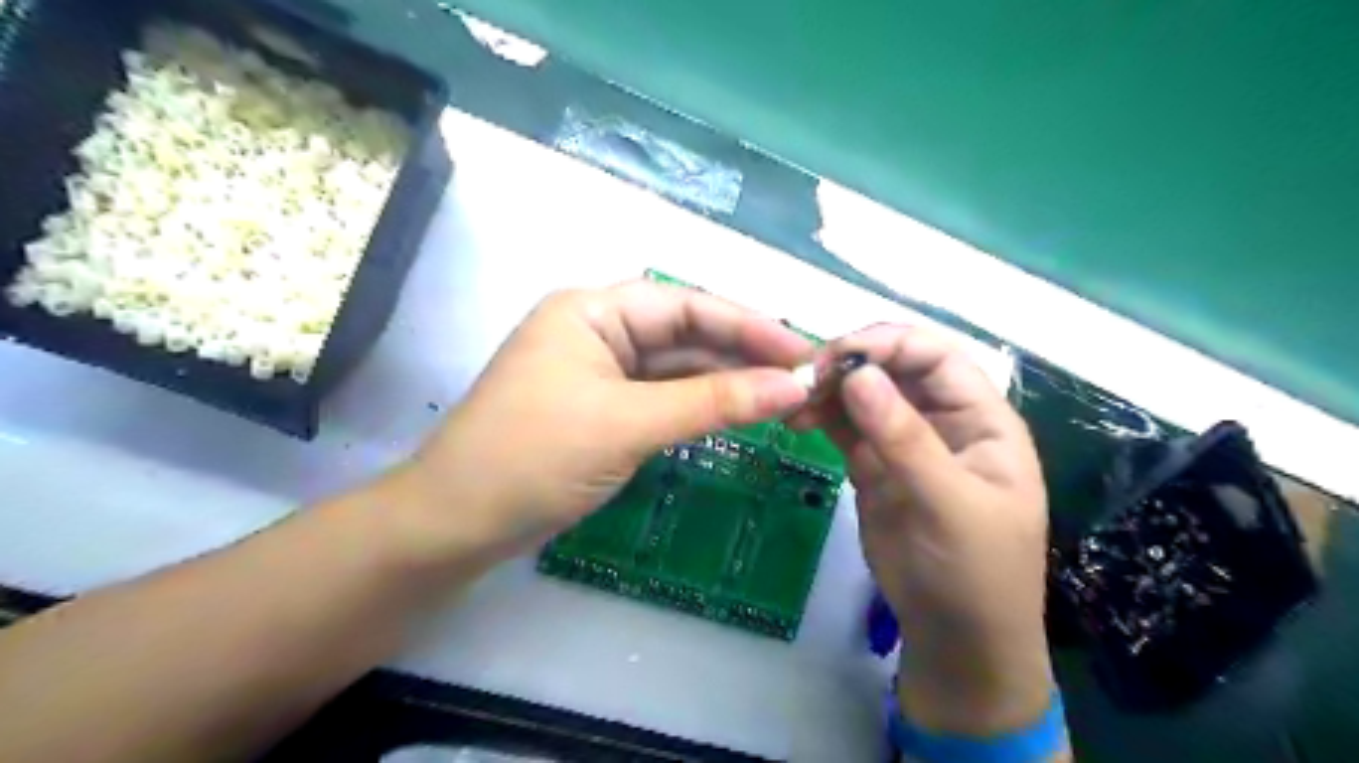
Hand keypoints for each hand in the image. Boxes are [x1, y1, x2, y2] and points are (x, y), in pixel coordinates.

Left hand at [393, 281, 816, 564]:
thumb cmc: (533, 458)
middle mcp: (598, 331)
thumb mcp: (628, 424)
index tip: (804, 351)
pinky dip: (700, 407)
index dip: (749, 325)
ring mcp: (600, 372)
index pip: (687, 305)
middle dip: (743, 355)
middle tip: (805, 380)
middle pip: (686, 335)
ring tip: (785, 399)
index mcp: (593, 310)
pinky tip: (739, 414)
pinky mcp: (603, 409)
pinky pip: (663, 398)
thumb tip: (794, 387)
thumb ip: (714, 402)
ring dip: (727, 383)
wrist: (456, 525)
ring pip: (677, 369)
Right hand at [788, 326, 1048, 736]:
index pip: (937, 356)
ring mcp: (904, 440)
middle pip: (895, 367)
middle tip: (807, 377)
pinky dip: (821, 415)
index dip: (890, 344)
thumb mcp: (950, 506)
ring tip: (794, 401)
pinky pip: (845, 426)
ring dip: (830, 388)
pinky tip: (798, 419)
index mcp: (981, 418)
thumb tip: (858, 375)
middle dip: (852, 362)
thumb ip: (906, 440)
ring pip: (865, 393)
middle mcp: (942, 419)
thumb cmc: (975, 573)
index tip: (839, 355)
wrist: (955, 637)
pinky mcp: (873, 464)